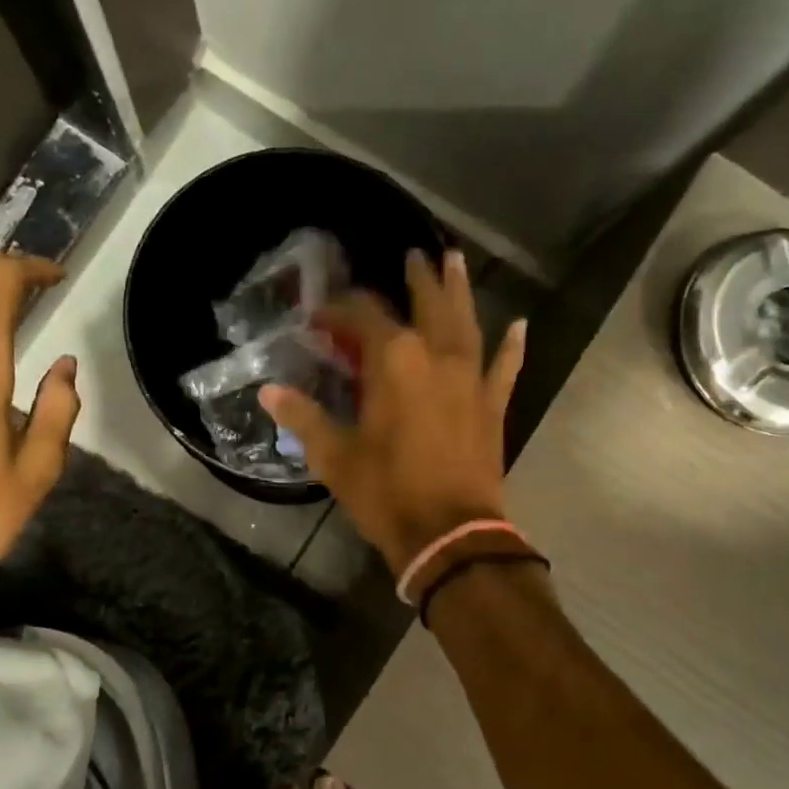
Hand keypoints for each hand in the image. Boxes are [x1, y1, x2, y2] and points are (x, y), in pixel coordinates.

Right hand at [261, 249, 523, 573]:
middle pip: (427, 305)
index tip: (320, 313)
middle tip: (413, 254)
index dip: (340, 309)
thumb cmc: (387, 492)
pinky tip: (520, 326)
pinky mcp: (492, 406)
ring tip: (457, 261)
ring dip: (460, 292)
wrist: (450, 534)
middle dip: (417, 279)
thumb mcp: (335, 457)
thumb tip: (269, 393)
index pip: (364, 317)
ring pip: (467, 323)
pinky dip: (512, 347)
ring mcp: (471, 379)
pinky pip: (505, 368)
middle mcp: (436, 357)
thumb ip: (303, 418)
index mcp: (394, 362)